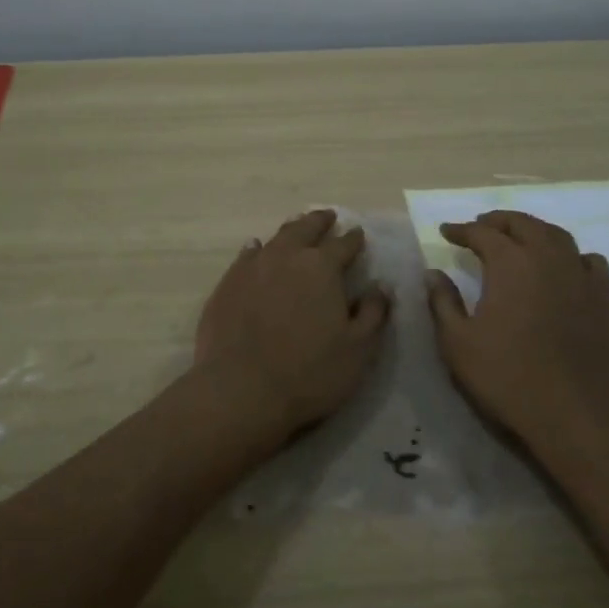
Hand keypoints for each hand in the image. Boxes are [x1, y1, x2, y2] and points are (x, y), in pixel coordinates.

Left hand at [193, 210, 391, 443]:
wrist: (240, 390)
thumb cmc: (309, 372)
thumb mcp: (358, 349)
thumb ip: (374, 313)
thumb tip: (381, 286)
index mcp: (322, 267)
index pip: (344, 244)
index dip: (354, 239)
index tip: (359, 234)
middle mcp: (287, 256)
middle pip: (306, 228)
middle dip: (320, 221)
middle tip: (328, 217)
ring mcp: (252, 267)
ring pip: (276, 238)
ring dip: (291, 230)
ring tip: (297, 227)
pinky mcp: (227, 284)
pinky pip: (246, 255)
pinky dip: (257, 248)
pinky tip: (256, 248)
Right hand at [426, 211, 608, 445]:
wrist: (581, 413)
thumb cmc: (510, 377)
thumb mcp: (459, 344)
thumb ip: (443, 303)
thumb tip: (433, 273)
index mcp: (510, 263)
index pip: (481, 233)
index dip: (461, 230)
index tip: (446, 231)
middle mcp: (547, 257)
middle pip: (521, 224)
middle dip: (497, 221)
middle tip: (480, 226)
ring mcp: (581, 274)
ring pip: (556, 235)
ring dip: (533, 230)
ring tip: (518, 238)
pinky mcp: (606, 296)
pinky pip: (588, 260)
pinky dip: (570, 254)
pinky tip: (564, 266)